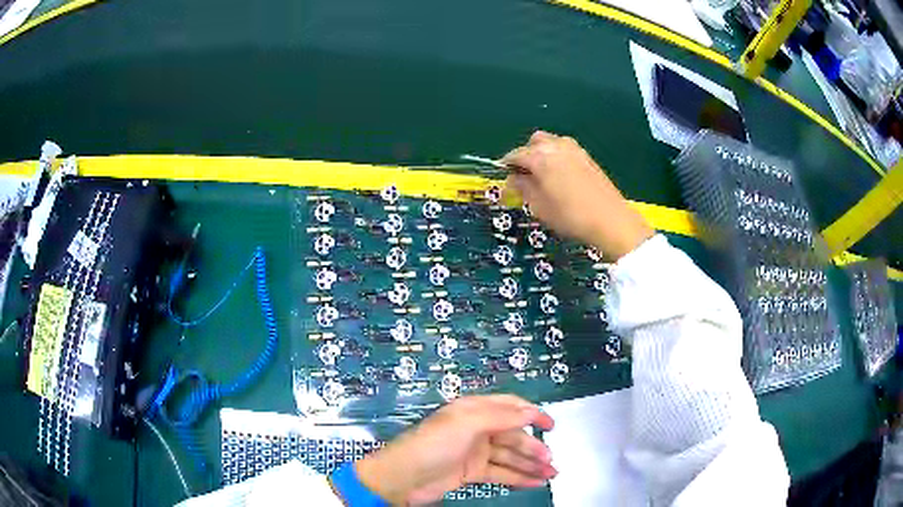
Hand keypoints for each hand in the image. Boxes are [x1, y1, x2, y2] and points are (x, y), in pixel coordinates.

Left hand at [353, 395, 555, 504]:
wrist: (403, 478)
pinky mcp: (471, 473)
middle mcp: (476, 430)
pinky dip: (518, 477)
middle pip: (512, 436)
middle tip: (551, 460)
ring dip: (530, 464)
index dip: (532, 414)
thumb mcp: (465, 423)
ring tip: (551, 474)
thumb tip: (531, 411)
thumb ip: (500, 416)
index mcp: (473, 411)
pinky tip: (535, 482)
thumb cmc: (433, 445)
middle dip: (533, 447)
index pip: (509, 407)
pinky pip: (500, 473)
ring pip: (509, 457)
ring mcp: (474, 453)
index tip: (551, 425)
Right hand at [502, 131, 653, 260]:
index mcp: (541, 156)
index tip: (504, 182)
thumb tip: (514, 179)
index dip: (506, 167)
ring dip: (542, 154)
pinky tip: (560, 178)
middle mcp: (556, 146)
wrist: (611, 220)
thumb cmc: (570, 216)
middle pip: (534, 142)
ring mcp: (575, 149)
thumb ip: (522, 188)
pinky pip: (565, 150)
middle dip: (525, 156)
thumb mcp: (539, 206)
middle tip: (524, 177)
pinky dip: (556, 158)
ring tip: (542, 177)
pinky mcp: (587, 157)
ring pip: (551, 143)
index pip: (515, 155)